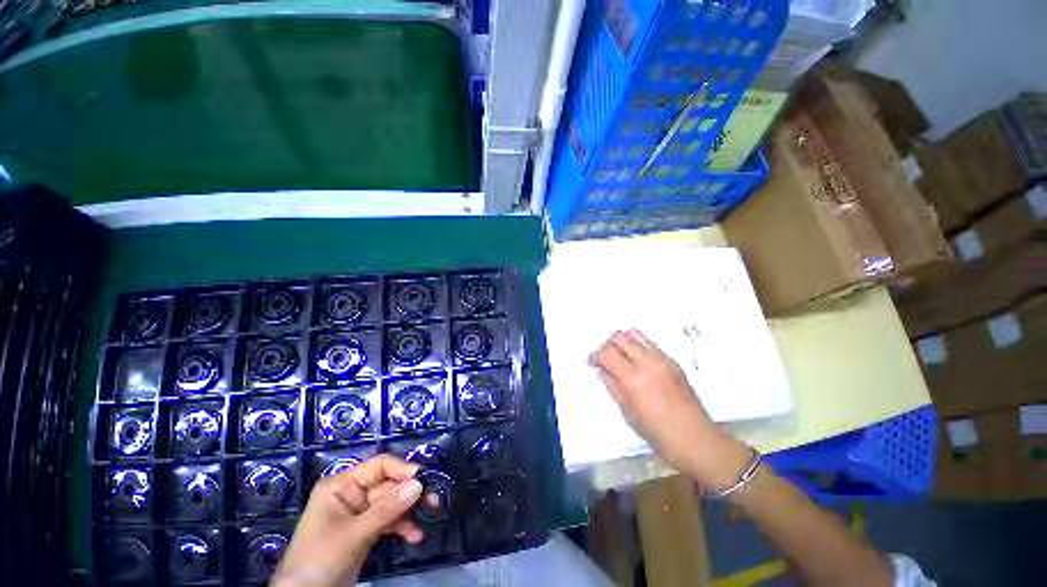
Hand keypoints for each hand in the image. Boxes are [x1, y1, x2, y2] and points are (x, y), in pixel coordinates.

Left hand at [272, 454, 423, 586]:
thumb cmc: (319, 559)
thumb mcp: (353, 534)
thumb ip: (386, 509)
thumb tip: (419, 484)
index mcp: (342, 485)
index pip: (378, 466)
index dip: (401, 470)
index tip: (424, 479)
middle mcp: (352, 494)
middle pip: (388, 486)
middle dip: (410, 494)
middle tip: (434, 501)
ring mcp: (360, 514)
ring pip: (392, 504)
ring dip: (409, 512)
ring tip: (428, 518)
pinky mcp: (366, 531)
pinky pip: (389, 521)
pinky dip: (402, 527)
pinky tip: (414, 535)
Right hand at [589, 330, 750, 490]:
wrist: (695, 438)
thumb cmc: (658, 432)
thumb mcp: (628, 412)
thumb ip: (613, 387)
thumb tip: (602, 371)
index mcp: (633, 378)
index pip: (607, 353)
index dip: (595, 356)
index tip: (592, 363)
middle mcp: (647, 362)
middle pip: (620, 337)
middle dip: (607, 344)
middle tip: (604, 358)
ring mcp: (662, 359)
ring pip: (636, 334)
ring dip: (623, 341)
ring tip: (620, 356)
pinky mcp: (673, 361)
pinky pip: (650, 344)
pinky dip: (638, 346)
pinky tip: (638, 362)